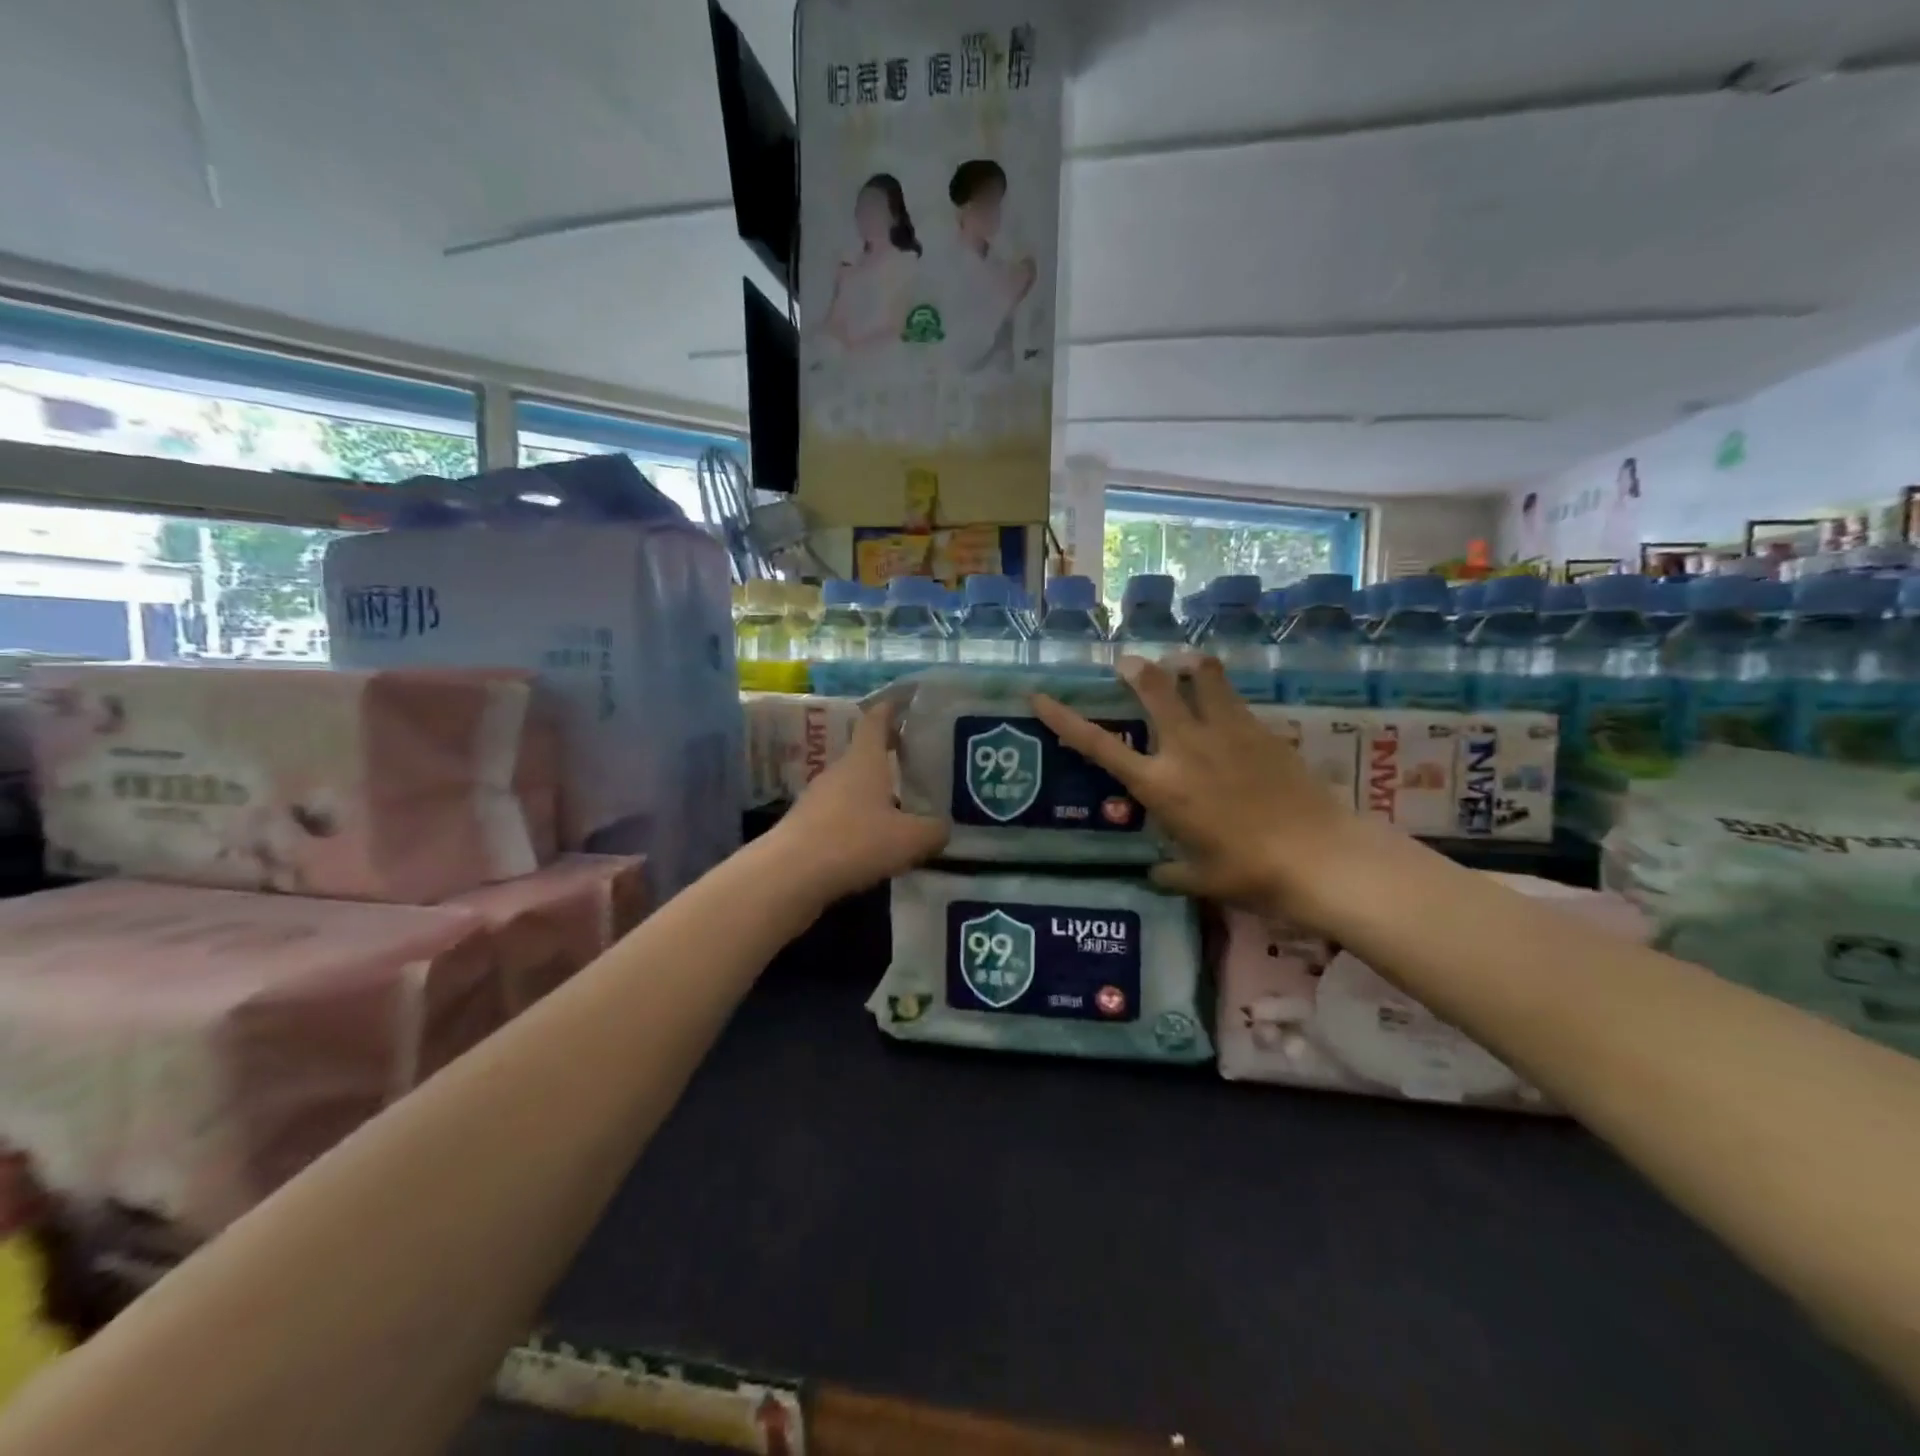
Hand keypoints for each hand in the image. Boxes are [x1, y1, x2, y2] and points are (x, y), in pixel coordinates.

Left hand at [771, 700, 948, 901]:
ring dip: (875, 793)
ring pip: (853, 787)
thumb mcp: (910, 839)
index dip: (892, 709)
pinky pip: (840, 814)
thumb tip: (942, 828)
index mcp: (864, 760)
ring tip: (903, 808)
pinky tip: (875, 842)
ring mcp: (818, 798)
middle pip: (865, 754)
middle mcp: (839, 772)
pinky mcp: (806, 826)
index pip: (876, 720)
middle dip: (890, 755)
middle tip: (918, 761)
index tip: (907, 702)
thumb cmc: (855, 842)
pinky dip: (859, 820)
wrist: (789, 876)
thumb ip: (934, 830)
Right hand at [1031, 656, 1385, 927]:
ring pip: (1199, 674)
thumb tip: (1153, 874)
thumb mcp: (1200, 879)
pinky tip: (1223, 700)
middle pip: (1153, 686)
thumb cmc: (1249, 874)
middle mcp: (1185, 747)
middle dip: (1135, 669)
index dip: (1064, 718)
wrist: (1319, 857)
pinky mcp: (1262, 728)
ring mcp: (1226, 731)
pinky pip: (1233, 695)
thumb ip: (1170, 873)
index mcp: (1159, 785)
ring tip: (1182, 664)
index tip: (1039, 696)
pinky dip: (1220, 689)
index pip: (1098, 745)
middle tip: (1128, 665)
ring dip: (1185, 664)